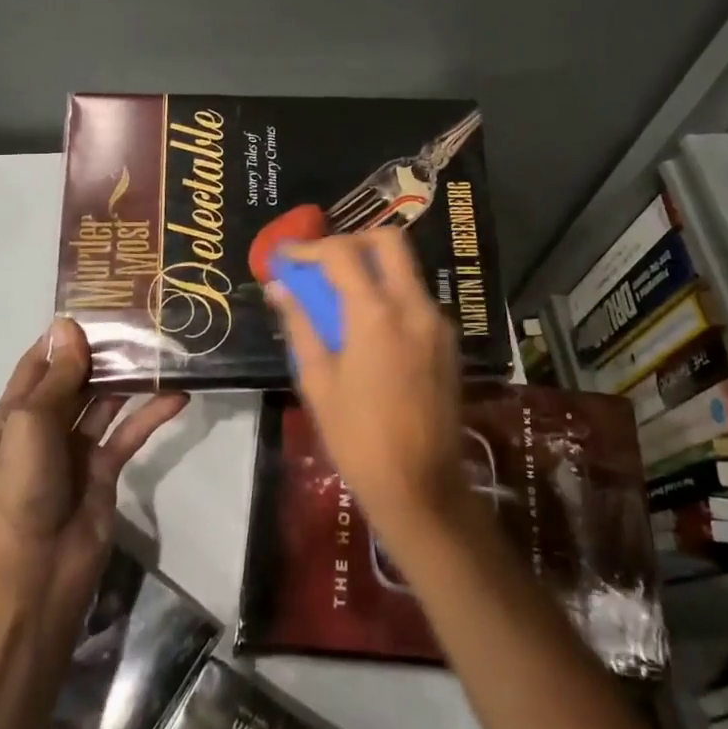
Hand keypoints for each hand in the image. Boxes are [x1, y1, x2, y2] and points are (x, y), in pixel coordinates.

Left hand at [0, 318, 185, 644]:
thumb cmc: (24, 490)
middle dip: (106, 351)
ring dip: (132, 378)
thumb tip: (68, 324)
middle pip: (78, 377)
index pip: (42, 361)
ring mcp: (77, 447)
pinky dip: (152, 414)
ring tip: (166, 347)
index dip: (67, 334)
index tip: (103, 302)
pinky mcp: (106, 469)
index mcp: (17, 413)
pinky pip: (131, 431)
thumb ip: (58, 378)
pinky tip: (179, 395)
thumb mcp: (33, 425)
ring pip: (108, 400)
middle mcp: (46, 424)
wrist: (38, 574)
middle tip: (146, 318)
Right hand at [265, 229, 470, 541]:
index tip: (287, 257)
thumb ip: (301, 325)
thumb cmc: (357, 438)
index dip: (309, 248)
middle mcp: (414, 306)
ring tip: (339, 296)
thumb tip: (279, 288)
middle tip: (322, 264)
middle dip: (351, 241)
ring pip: (406, 268)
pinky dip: (390, 294)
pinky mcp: (448, 341)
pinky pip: (416, 298)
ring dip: (372, 268)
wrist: (421, 487)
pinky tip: (367, 326)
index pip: (341, 253)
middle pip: (388, 241)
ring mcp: (437, 322)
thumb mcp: (318, 381)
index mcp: (376, 314)